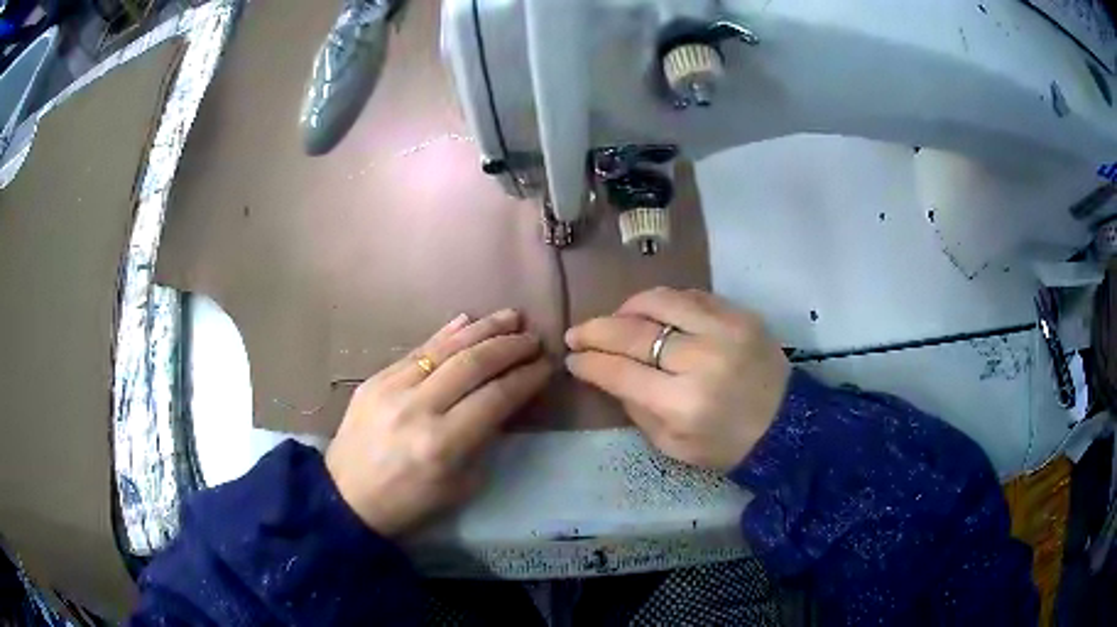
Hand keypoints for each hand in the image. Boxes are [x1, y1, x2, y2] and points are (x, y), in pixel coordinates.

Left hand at [326, 309, 551, 536]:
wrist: (346, 497)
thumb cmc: (409, 502)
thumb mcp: (460, 485)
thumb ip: (484, 440)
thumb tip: (504, 400)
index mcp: (442, 445)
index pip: (495, 398)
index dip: (525, 378)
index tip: (546, 365)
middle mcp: (418, 408)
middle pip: (473, 364)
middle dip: (509, 347)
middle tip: (534, 338)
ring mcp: (392, 388)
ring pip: (445, 348)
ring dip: (483, 329)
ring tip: (511, 317)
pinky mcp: (375, 378)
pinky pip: (417, 349)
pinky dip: (446, 333)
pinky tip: (468, 321)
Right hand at [565, 288, 789, 471]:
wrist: (786, 424)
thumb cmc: (726, 445)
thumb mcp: (672, 446)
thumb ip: (636, 408)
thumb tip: (607, 373)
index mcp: (683, 404)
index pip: (620, 372)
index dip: (589, 363)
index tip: (572, 358)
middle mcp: (701, 360)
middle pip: (634, 333)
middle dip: (596, 331)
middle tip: (577, 333)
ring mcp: (724, 330)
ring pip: (660, 301)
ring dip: (627, 308)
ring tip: (614, 318)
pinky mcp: (740, 314)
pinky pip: (690, 295)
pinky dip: (663, 301)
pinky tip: (652, 313)